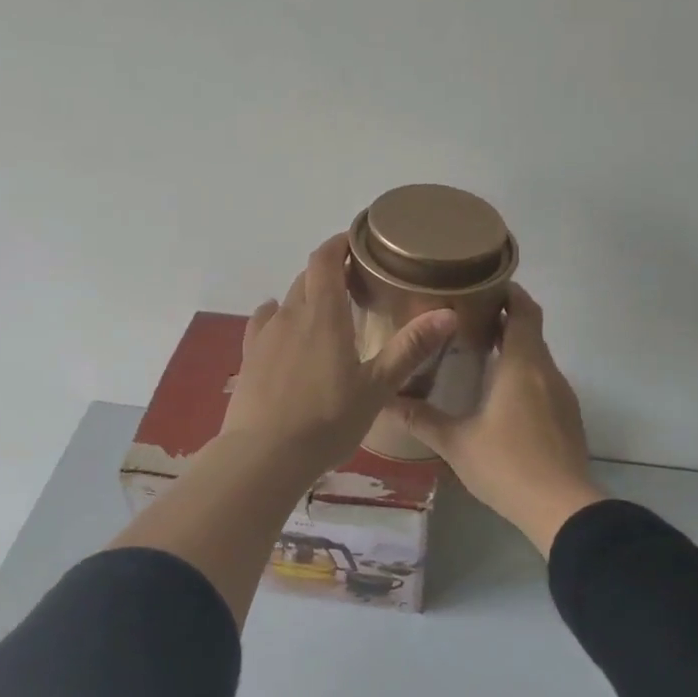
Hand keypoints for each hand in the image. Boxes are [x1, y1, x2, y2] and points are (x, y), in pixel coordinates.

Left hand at [222, 235, 458, 474]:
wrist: (264, 455)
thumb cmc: (328, 419)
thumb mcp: (377, 387)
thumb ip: (410, 348)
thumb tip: (449, 313)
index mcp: (323, 314)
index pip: (325, 259)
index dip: (338, 244)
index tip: (356, 241)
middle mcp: (290, 314)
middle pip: (307, 278)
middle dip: (328, 271)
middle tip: (354, 283)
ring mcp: (265, 336)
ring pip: (286, 301)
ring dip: (305, 297)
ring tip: (325, 312)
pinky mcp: (248, 358)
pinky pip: (263, 324)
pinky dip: (278, 317)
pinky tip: (283, 330)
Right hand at [387, 285, 604, 554]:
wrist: (563, 509)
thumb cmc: (507, 465)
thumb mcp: (456, 442)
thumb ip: (421, 419)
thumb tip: (386, 401)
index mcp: (522, 364)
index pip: (523, 310)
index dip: (508, 291)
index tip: (481, 284)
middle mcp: (546, 371)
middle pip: (530, 329)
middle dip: (504, 317)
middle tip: (466, 316)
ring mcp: (561, 395)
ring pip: (538, 356)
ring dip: (514, 347)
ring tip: (478, 351)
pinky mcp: (567, 417)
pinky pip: (544, 380)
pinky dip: (523, 373)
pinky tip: (501, 395)